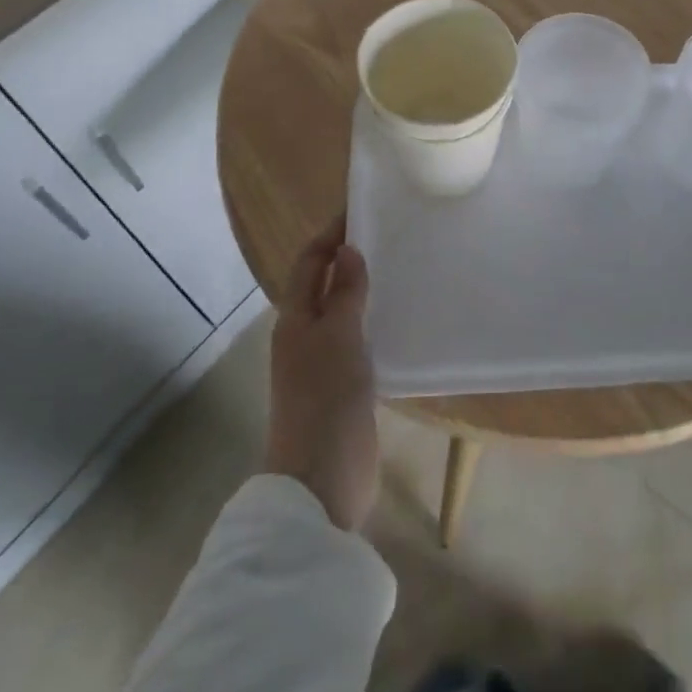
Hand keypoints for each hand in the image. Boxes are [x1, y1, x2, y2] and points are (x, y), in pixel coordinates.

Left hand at [264, 216, 378, 530]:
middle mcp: (303, 336)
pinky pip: (355, 339)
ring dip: (360, 289)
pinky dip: (370, 320)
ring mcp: (321, 363)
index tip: (360, 210)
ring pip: (339, 312)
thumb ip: (345, 294)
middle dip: (347, 258)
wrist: (322, 481)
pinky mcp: (341, 386)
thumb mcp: (339, 339)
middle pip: (322, 285)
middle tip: (387, 235)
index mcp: (295, 320)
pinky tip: (396, 319)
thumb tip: (347, 250)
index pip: (309, 263)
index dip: (330, 236)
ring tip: (397, 269)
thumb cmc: (327, 401)